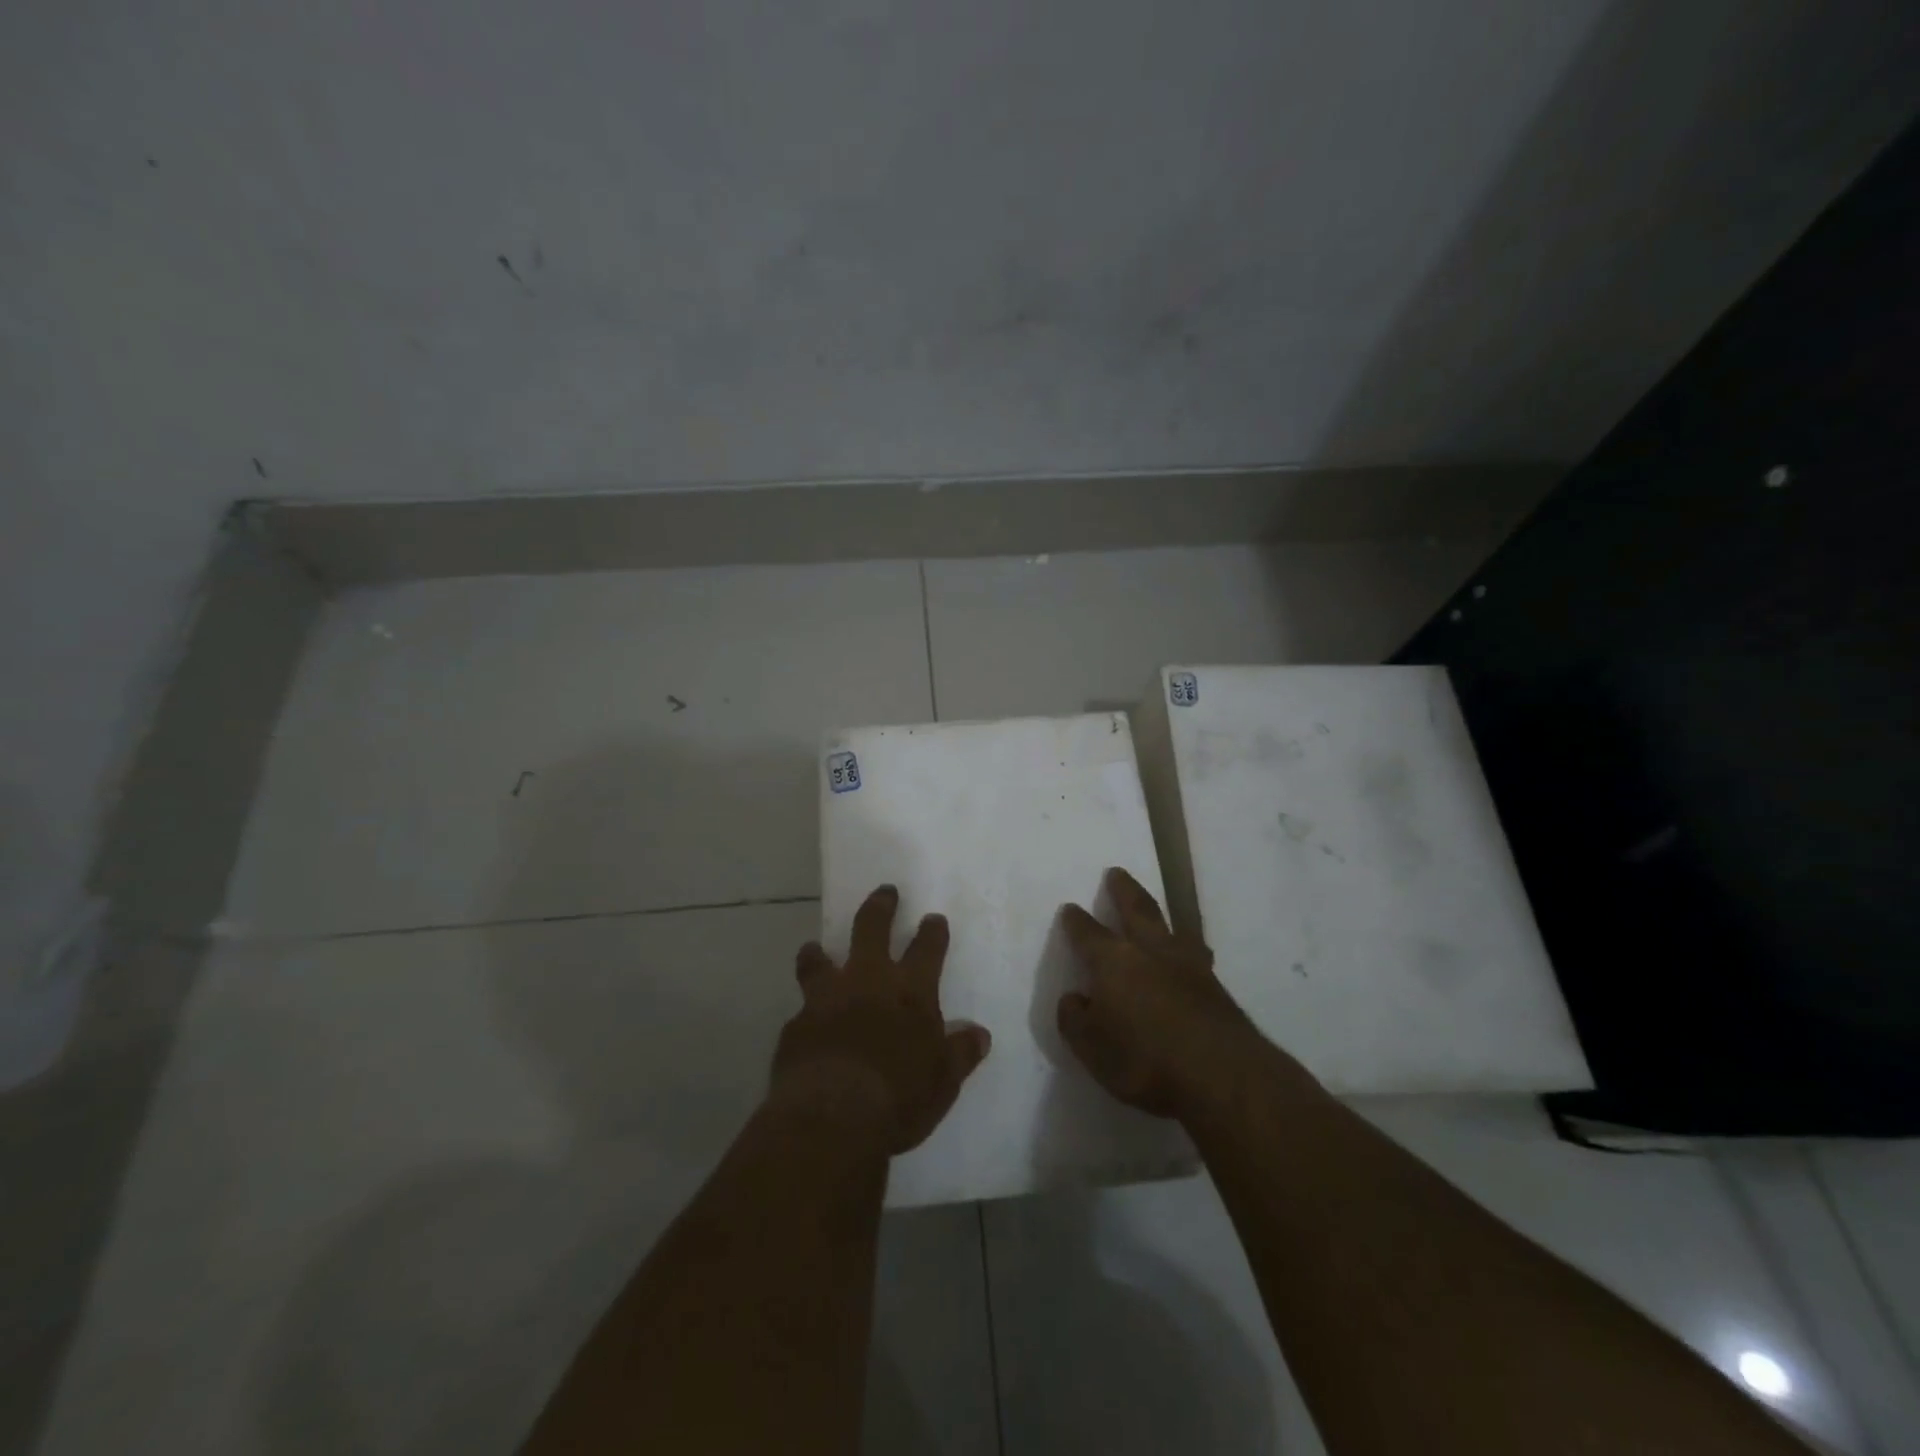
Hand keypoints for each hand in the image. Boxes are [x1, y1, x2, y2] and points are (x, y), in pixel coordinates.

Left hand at [772, 885, 991, 1155]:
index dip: (932, 932)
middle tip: (884, 892)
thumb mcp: (943, 1080)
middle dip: (880, 907)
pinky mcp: (796, 1025)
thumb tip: (980, 1034)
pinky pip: (800, 1010)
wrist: (833, 1116)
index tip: (933, 919)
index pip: (927, 949)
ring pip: (819, 961)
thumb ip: (960, 1053)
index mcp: (910, 991)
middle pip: (872, 929)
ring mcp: (827, 999)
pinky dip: (806, 1012)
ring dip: (819, 953)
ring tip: (814, 948)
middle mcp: (868, 982)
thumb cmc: (900, 1097)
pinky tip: (805, 1023)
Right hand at [1057, 867, 1270, 1117]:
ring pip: (1174, 928)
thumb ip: (1075, 1020)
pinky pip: (1197, 955)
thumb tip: (1073, 998)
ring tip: (1162, 913)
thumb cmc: (1144, 1061)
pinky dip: (1189, 949)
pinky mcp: (1217, 987)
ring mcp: (1189, 966)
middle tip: (1116, 872)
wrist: (1222, 1076)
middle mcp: (1150, 952)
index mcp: (1113, 962)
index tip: (1070, 909)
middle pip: (1136, 909)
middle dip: (1123, 890)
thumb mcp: (1091, 1049)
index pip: (1088, 933)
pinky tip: (1192, 957)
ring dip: (1163, 916)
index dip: (1076, 921)